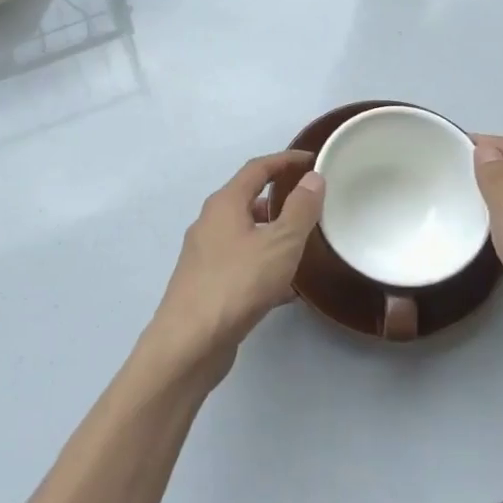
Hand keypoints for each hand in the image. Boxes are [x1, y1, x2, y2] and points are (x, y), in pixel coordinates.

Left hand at [146, 151, 324, 381]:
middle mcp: (209, 223)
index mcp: (224, 204)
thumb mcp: (280, 243)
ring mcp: (204, 255)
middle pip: (247, 200)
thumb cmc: (237, 284)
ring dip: (273, 234)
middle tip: (311, 204)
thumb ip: (300, 209)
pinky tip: (287, 289)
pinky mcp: (206, 284)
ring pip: (245, 235)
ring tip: (304, 245)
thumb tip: (312, 177)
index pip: (257, 168)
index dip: (285, 160)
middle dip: (279, 199)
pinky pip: (242, 264)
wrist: (190, 342)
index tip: (312, 160)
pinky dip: (264, 265)